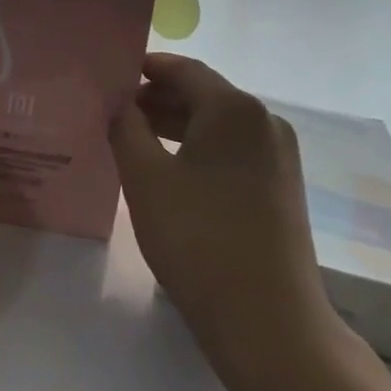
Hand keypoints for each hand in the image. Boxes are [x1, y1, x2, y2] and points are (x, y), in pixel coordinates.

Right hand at [110, 54, 341, 368]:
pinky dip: (197, 149)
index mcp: (235, 109)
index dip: (145, 68)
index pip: (184, 69)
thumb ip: (125, 128)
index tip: (109, 76)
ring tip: (131, 139)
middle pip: (203, 94)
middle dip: (156, 99)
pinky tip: (166, 169)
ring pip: (217, 125)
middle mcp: (264, 122)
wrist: (268, 322)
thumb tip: (118, 103)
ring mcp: (278, 156)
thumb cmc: (198, 240)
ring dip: (174, 125)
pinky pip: (232, 150)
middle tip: (112, 111)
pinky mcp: (280, 186)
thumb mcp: (145, 178)